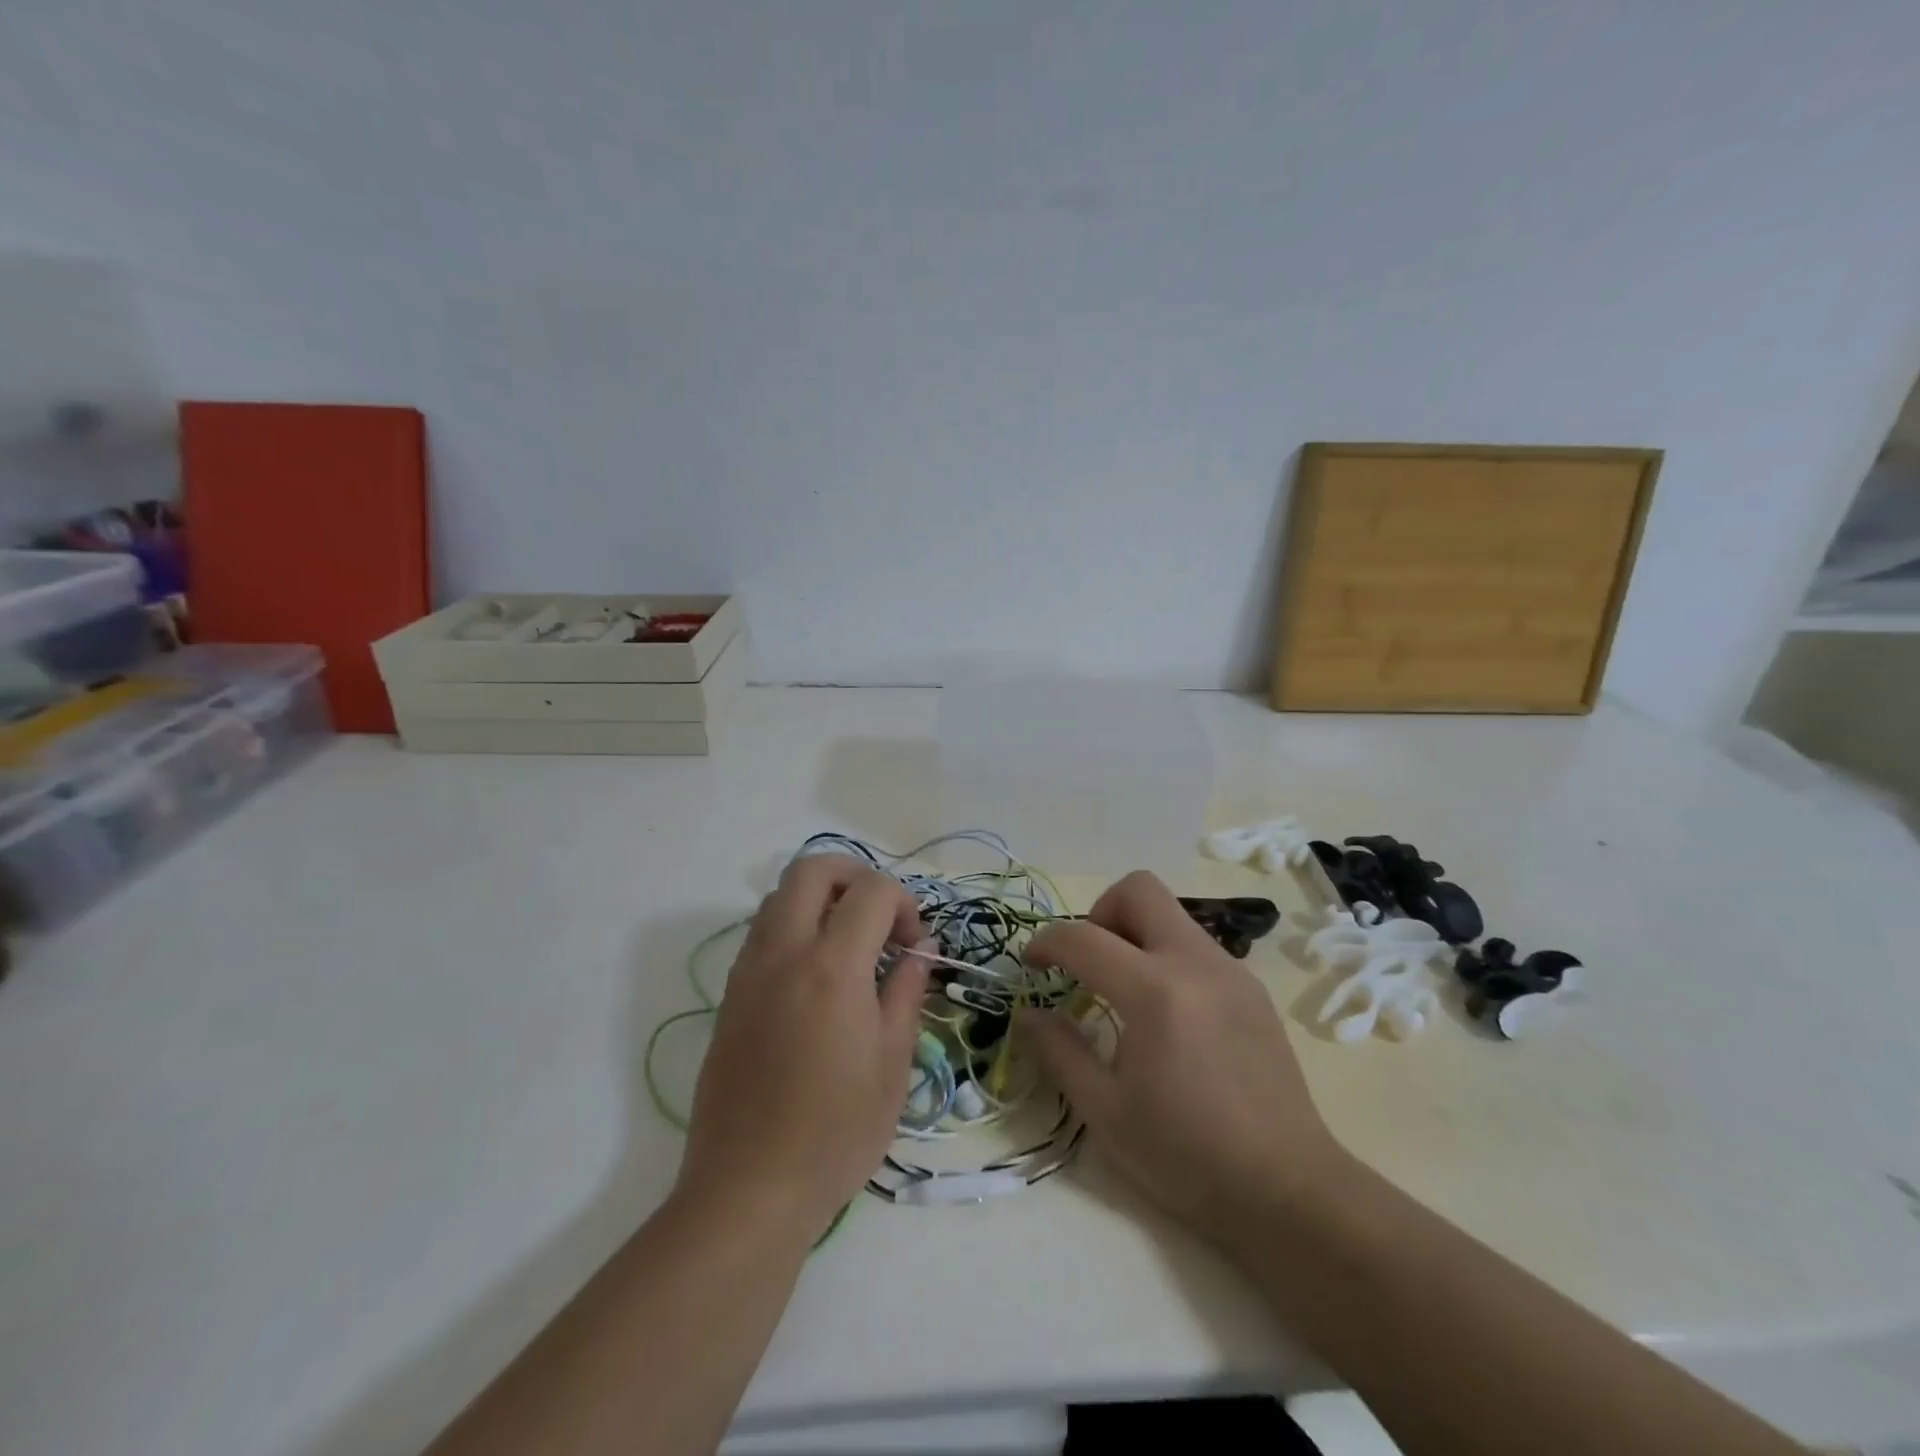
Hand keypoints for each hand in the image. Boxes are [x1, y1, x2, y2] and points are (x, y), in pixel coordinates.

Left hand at [677, 855, 928, 1241]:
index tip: (915, 943)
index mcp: (831, 966)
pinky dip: (794, 927)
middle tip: (880, 916)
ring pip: (780, 895)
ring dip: (820, 900)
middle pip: (813, 869)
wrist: (748, 1189)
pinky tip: (817, 976)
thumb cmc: (835, 1132)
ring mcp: (748, 971)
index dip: (903, 902)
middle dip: (855, 875)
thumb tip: (917, 952)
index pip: (871, 891)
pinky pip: (762, 932)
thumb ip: (906, 992)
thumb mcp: (892, 1064)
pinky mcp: (730, 995)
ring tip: (849, 944)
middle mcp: (783, 952)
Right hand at [1020, 871, 1346, 1248]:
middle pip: (1139, 889)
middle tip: (1087, 962)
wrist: (1288, 1189)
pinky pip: (1195, 945)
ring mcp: (1231, 971)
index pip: (1084, 938)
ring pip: (1170, 914)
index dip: (1046, 943)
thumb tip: (1027, 1013)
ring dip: (1135, 933)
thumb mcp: (1105, 1112)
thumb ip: (1059, 1051)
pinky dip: (1166, 956)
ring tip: (1123, 991)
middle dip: (1099, 912)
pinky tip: (1166, 1013)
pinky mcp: (1252, 988)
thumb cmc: (1187, 1156)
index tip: (1031, 965)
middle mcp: (1196, 963)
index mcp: (1155, 993)